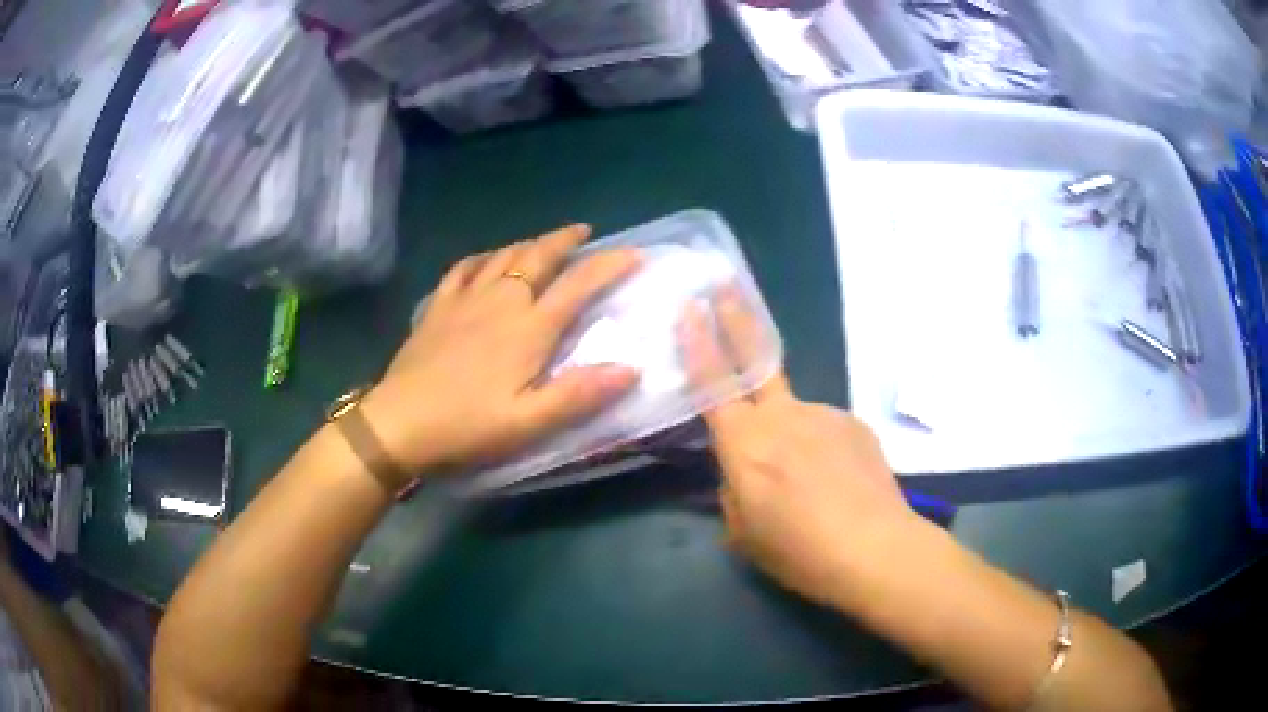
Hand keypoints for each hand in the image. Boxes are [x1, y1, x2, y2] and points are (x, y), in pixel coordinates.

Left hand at [363, 224, 641, 479]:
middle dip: (566, 239)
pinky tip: (487, 259)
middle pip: (539, 256)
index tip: (634, 254)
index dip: (609, 266)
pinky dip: (484, 257)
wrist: (399, 422)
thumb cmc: (467, 425)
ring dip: (530, 243)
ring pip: (504, 255)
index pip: (578, 285)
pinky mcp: (438, 306)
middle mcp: (501, 300)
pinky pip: (464, 267)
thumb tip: (631, 369)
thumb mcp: (529, 422)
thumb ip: (579, 394)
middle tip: (585, 233)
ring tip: (544, 243)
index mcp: (528, 327)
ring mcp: (465, 299)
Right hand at [681, 290, 919, 607]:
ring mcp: (825, 415)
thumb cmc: (798, 551)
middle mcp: (783, 417)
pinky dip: (820, 448)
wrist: (875, 550)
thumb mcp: (744, 533)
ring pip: (794, 412)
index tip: (689, 307)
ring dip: (789, 432)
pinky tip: (834, 482)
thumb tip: (741, 473)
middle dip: (736, 319)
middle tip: (725, 286)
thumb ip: (733, 492)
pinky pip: (825, 429)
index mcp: (745, 445)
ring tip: (807, 482)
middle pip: (754, 360)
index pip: (713, 385)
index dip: (697, 344)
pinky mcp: (856, 425)